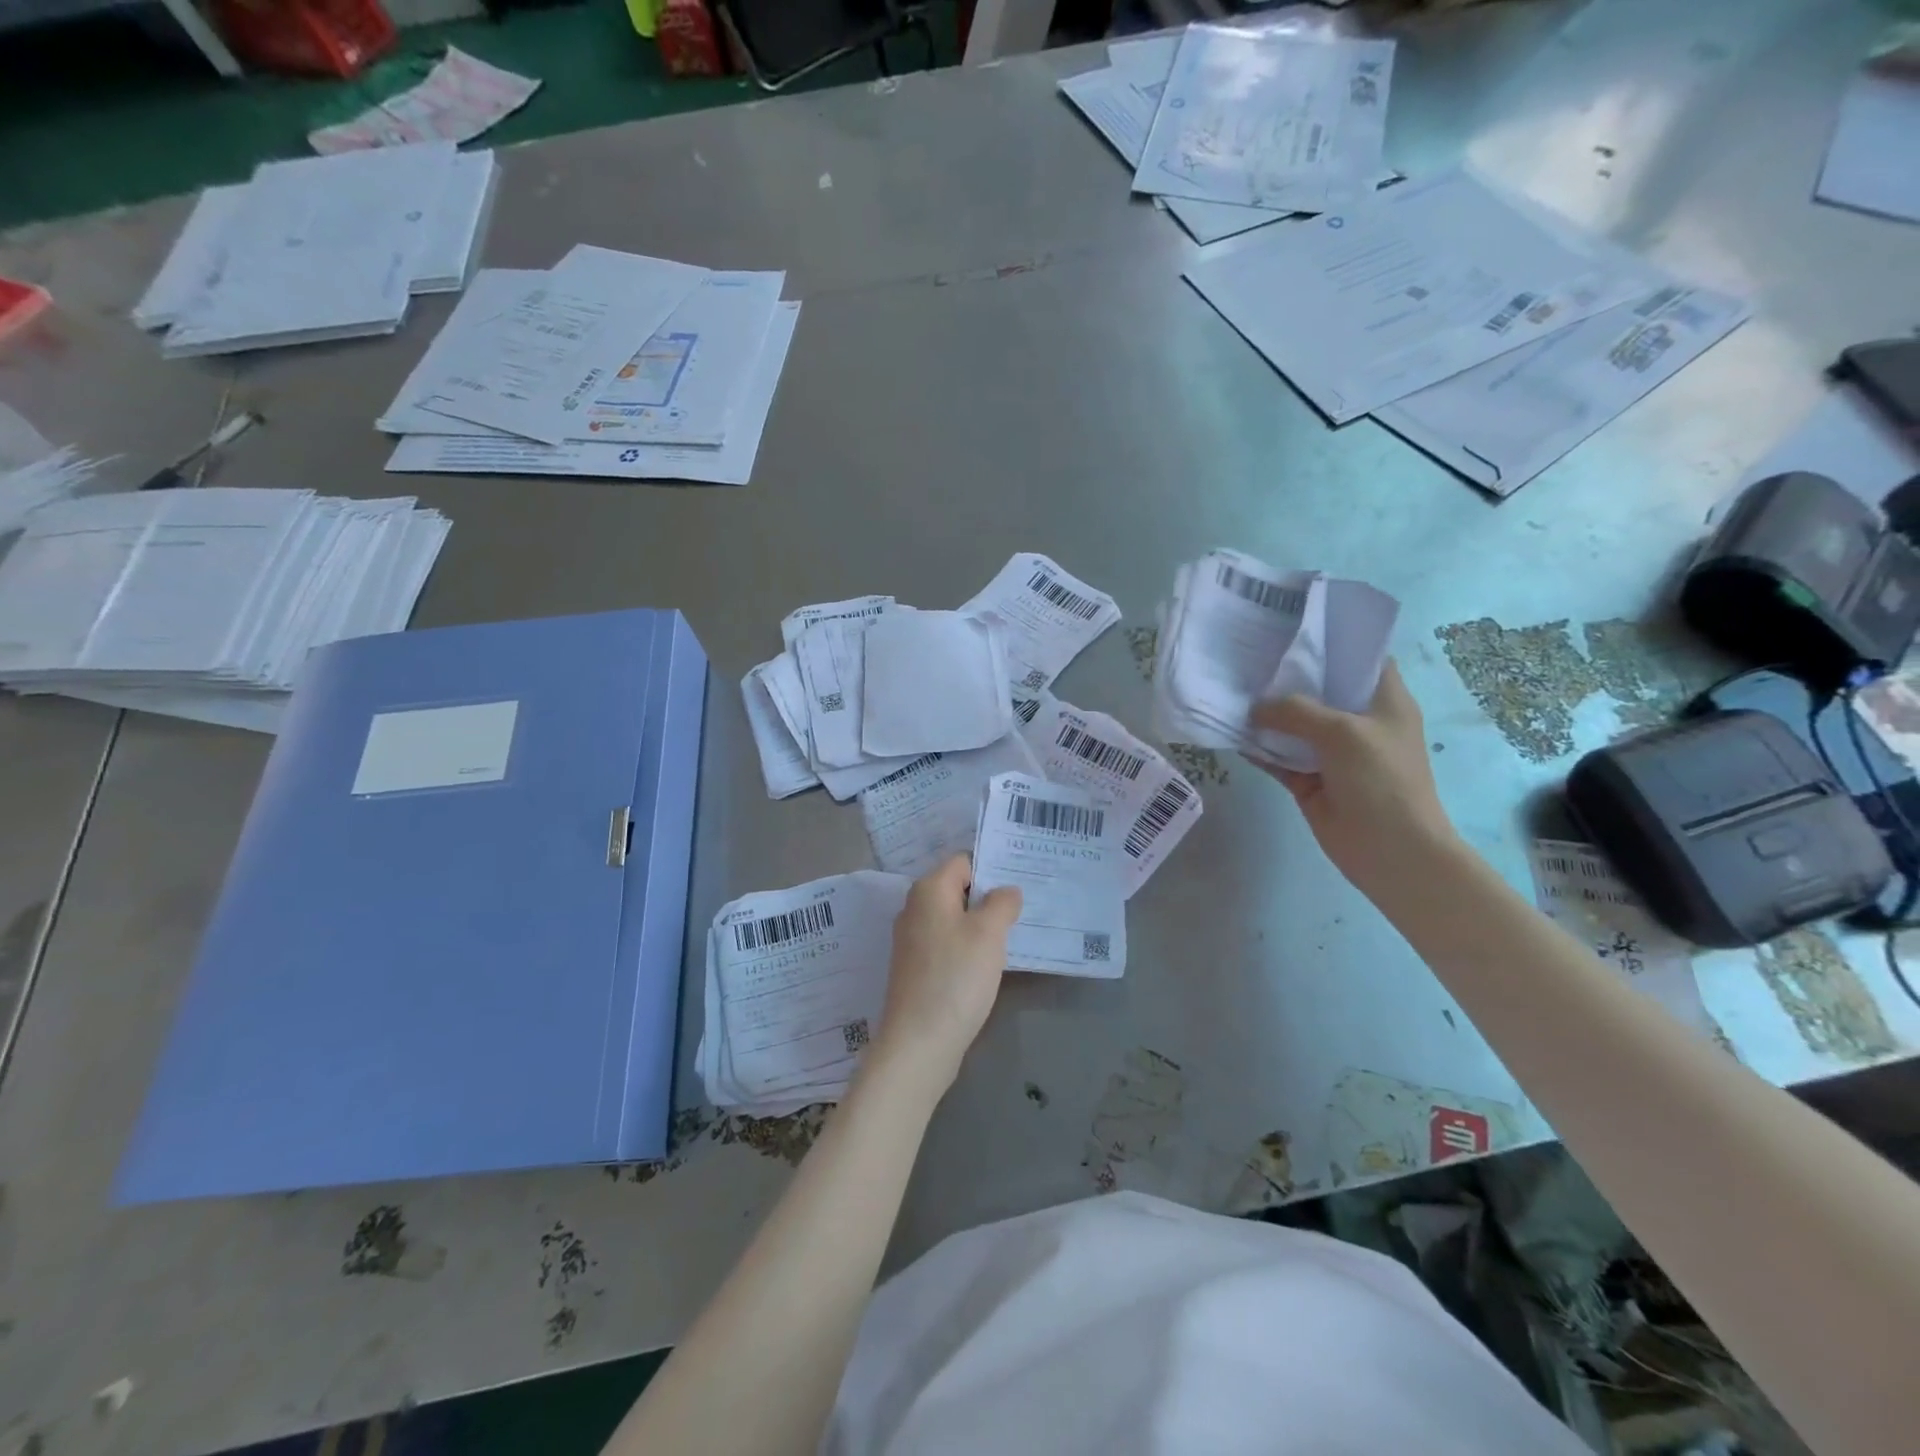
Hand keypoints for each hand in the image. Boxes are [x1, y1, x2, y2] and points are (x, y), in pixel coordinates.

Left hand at [871, 856, 1021, 1094]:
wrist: (919, 1042)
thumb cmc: (956, 977)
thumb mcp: (989, 933)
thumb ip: (1001, 903)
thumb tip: (1006, 891)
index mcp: (928, 890)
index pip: (963, 861)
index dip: (992, 868)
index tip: (1021, 882)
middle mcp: (914, 909)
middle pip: (957, 889)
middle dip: (989, 897)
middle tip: (1023, 908)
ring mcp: (912, 940)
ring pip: (953, 919)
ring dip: (980, 924)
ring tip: (1012, 934)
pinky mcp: (915, 968)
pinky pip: (947, 944)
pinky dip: (967, 947)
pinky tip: (988, 963)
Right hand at [1249, 660, 1459, 895]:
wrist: (1390, 850)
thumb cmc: (1381, 779)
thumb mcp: (1342, 732)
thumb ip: (1296, 711)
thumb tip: (1254, 708)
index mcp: (1383, 700)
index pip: (1360, 658)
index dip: (1330, 641)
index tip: (1291, 628)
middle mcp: (1357, 721)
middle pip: (1318, 689)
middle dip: (1285, 675)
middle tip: (1247, 654)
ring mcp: (1332, 752)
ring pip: (1293, 725)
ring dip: (1265, 714)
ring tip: (1230, 688)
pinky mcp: (1309, 780)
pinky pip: (1278, 757)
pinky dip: (1258, 748)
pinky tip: (1230, 733)